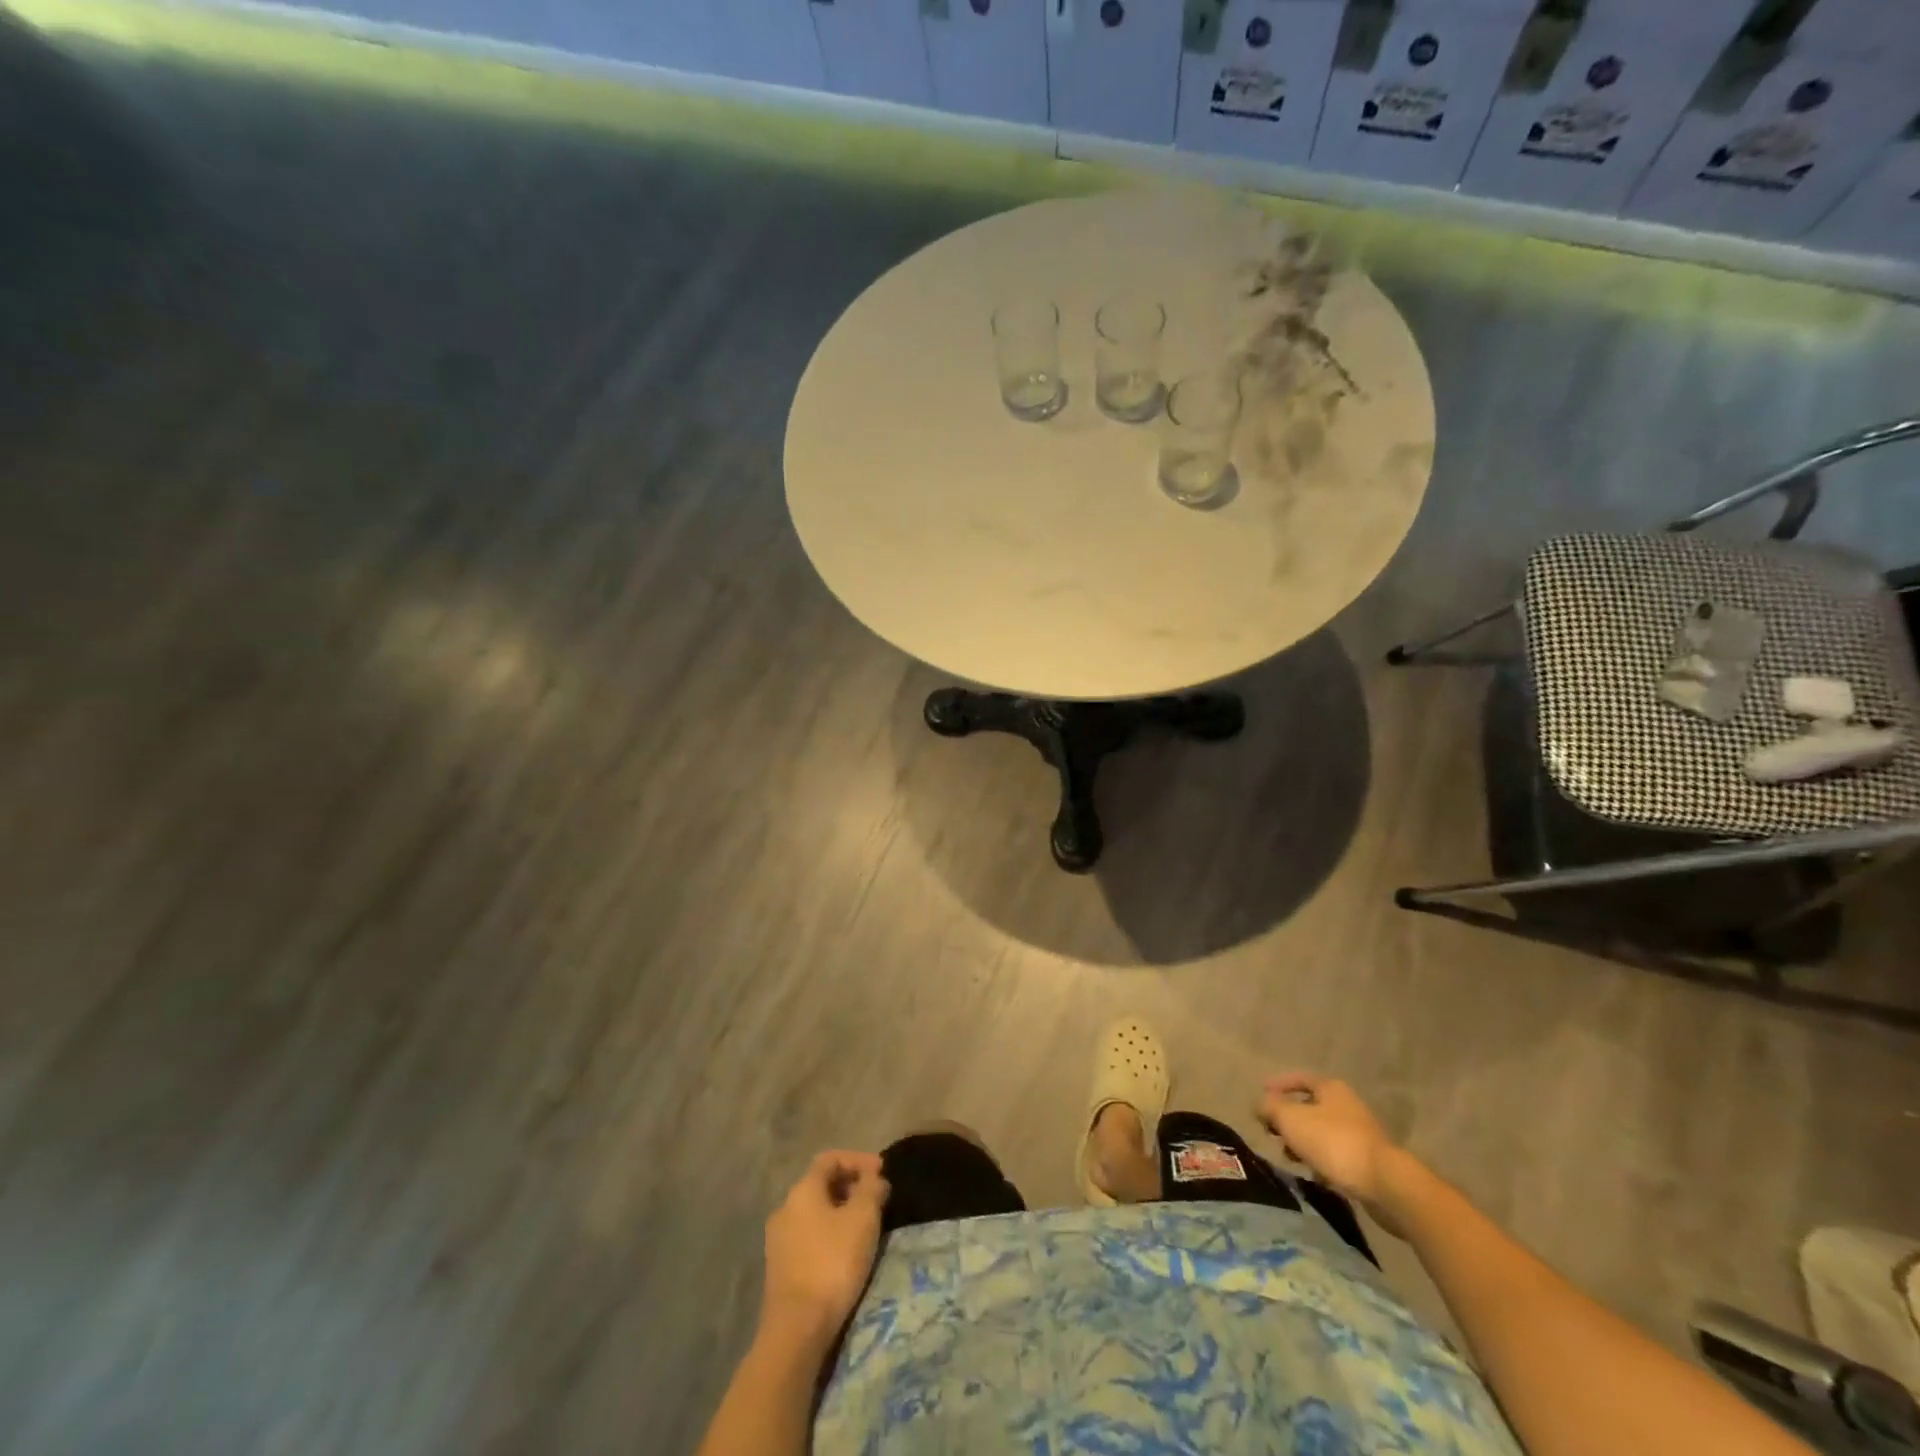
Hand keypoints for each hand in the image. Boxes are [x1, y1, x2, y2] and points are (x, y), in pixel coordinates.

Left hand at [760, 1150, 889, 1348]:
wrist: (796, 1329)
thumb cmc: (832, 1263)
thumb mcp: (863, 1219)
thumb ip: (871, 1189)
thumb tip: (874, 1177)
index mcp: (802, 1190)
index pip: (830, 1158)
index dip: (857, 1159)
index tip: (881, 1171)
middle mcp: (785, 1207)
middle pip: (821, 1184)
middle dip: (851, 1185)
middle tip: (876, 1198)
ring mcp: (778, 1239)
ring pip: (814, 1211)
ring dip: (840, 1211)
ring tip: (865, 1225)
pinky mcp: (779, 1267)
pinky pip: (808, 1235)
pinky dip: (828, 1232)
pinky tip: (845, 1251)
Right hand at [1258, 1072, 1413, 1228]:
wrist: (1386, 1185)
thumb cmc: (1333, 1142)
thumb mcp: (1291, 1120)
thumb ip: (1269, 1108)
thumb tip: (1259, 1104)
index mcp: (1331, 1088)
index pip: (1299, 1078)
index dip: (1278, 1084)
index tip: (1261, 1093)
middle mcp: (1348, 1105)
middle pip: (1310, 1107)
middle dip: (1289, 1119)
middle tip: (1272, 1132)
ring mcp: (1362, 1134)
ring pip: (1322, 1133)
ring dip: (1303, 1143)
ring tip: (1290, 1157)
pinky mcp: (1369, 1161)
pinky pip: (1336, 1155)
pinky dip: (1321, 1161)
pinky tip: (1315, 1175)